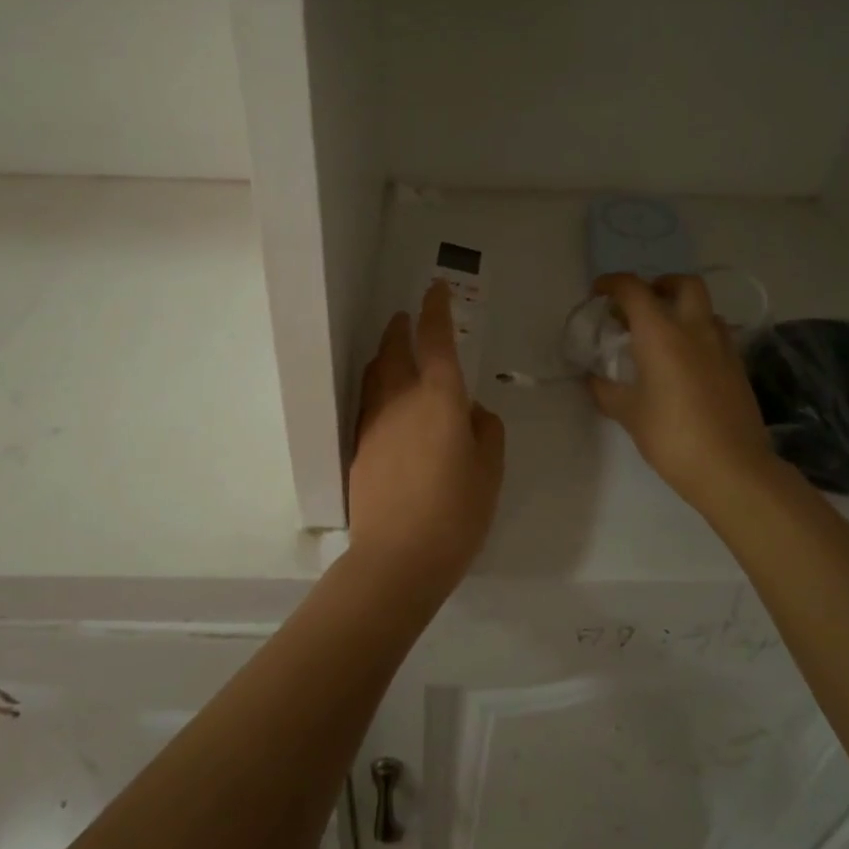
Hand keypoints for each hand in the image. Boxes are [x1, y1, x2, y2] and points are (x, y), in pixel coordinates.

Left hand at [348, 281, 505, 596]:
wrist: (397, 559)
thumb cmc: (456, 513)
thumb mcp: (490, 471)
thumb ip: (486, 431)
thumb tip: (472, 413)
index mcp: (439, 398)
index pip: (435, 340)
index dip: (435, 309)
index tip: (434, 289)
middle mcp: (401, 400)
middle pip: (394, 350)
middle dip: (400, 328)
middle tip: (406, 318)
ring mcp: (373, 424)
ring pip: (374, 374)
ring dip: (384, 354)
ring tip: (393, 352)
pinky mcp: (358, 448)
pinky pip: (367, 403)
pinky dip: (377, 387)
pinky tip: (386, 403)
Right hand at [588, 273, 777, 512]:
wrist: (732, 468)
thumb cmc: (671, 436)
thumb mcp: (628, 413)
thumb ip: (605, 390)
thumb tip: (592, 378)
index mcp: (661, 333)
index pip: (634, 289)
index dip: (613, 283)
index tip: (599, 293)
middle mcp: (694, 329)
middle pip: (683, 284)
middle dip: (659, 285)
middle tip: (640, 306)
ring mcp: (722, 346)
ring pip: (705, 309)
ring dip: (682, 309)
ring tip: (662, 334)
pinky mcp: (738, 367)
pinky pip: (717, 334)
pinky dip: (698, 334)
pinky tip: (685, 362)